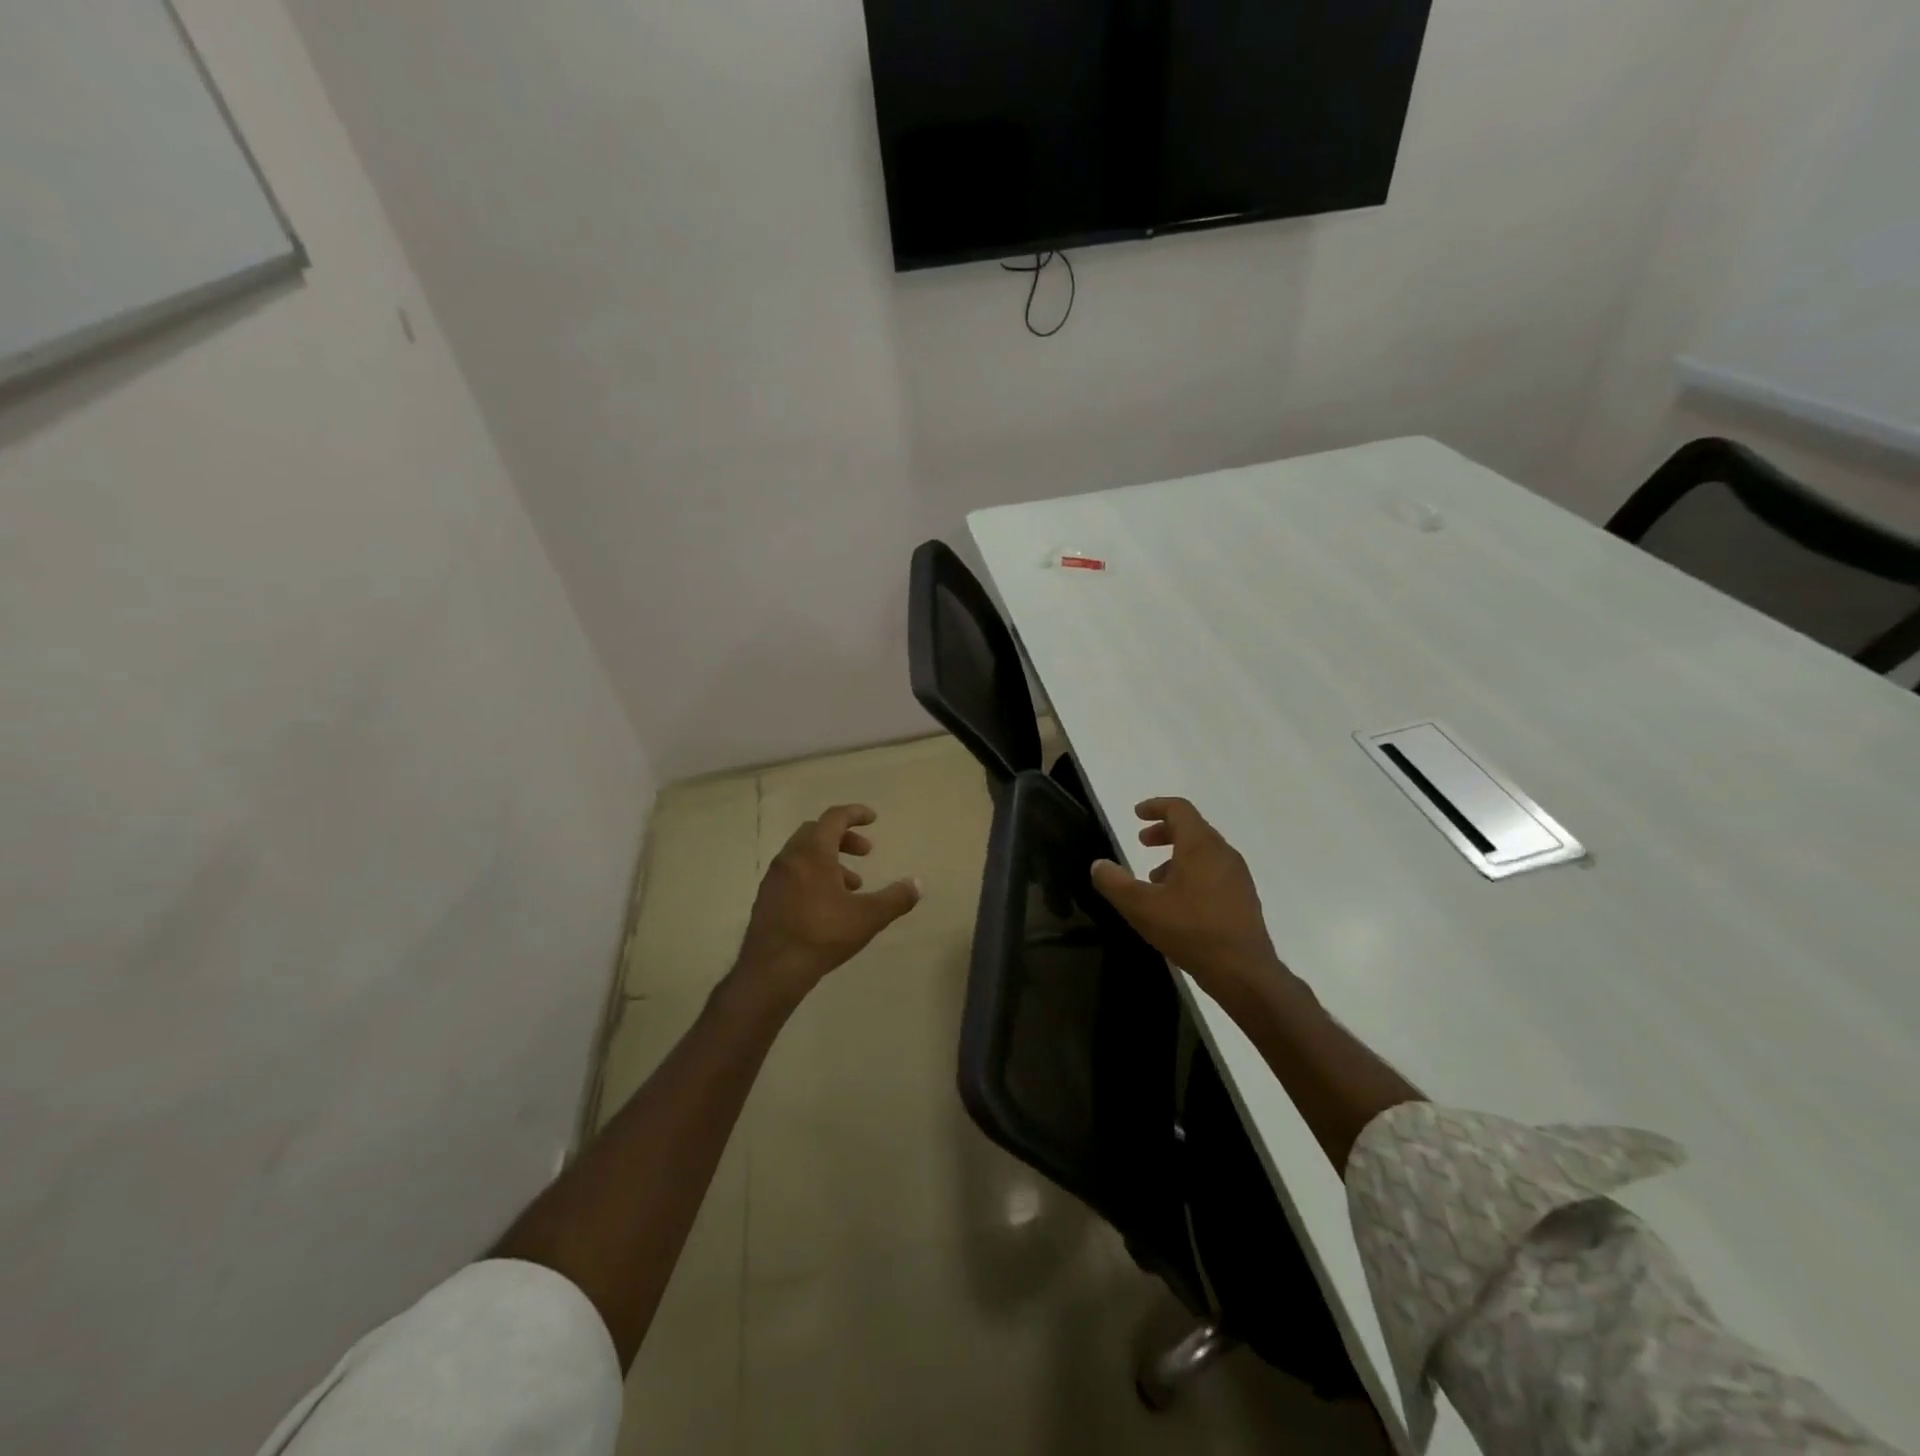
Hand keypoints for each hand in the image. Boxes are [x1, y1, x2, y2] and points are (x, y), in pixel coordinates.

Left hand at [733, 804, 920, 1004]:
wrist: (772, 971)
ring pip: (803, 854)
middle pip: (816, 832)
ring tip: (852, 885)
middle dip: (844, 838)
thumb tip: (917, 883)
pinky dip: (813, 874)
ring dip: (830, 860)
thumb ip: (896, 898)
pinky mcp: (766, 898)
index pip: (834, 818)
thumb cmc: (822, 935)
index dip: (855, 814)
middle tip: (866, 853)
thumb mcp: (868, 917)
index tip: (873, 819)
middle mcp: (790, 858)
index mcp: (813, 853)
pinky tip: (827, 904)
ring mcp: (774, 878)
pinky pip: (793, 872)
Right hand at [1090, 798, 1291, 1005]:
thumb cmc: (1190, 930)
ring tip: (1154, 878)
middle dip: (1164, 831)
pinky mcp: (1243, 897)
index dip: (1155, 806)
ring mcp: (1237, 875)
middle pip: (1193, 828)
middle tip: (1142, 842)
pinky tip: (1178, 902)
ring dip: (1177, 855)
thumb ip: (1114, 883)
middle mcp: (1223, 853)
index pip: (1179, 809)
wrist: (1243, 972)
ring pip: (1204, 852)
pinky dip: (1193, 872)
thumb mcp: (1141, 907)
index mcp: (1200, 846)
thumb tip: (1098, 865)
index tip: (1136, 814)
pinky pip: (1214, 871)